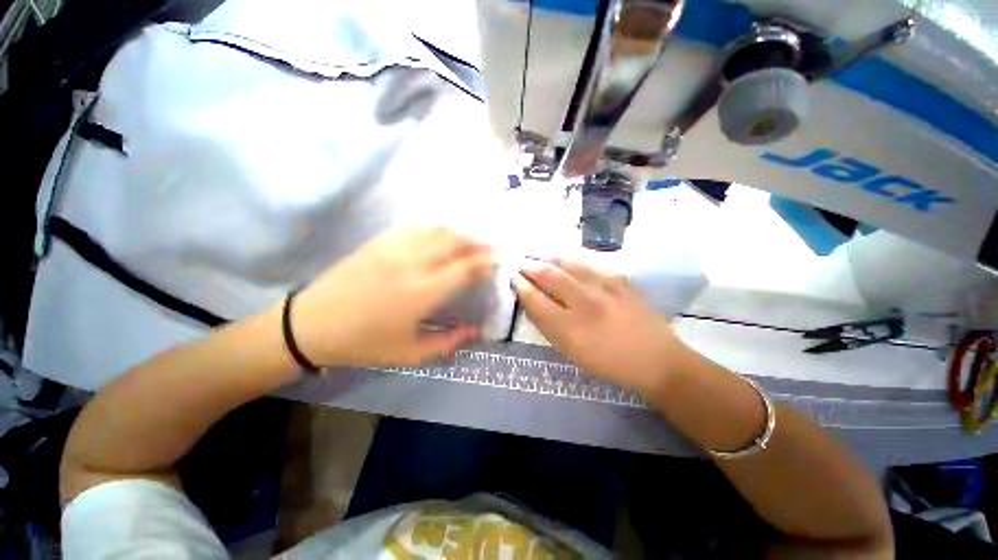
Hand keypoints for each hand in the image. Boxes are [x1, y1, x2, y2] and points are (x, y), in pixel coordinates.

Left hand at [291, 228, 493, 366]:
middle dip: (478, 241)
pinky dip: (435, 228)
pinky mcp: (380, 242)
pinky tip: (441, 233)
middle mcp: (413, 263)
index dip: (485, 262)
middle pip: (454, 242)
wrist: (313, 324)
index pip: (465, 269)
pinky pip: (415, 228)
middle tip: (491, 244)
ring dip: (459, 231)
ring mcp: (394, 249)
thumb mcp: (410, 354)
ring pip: (436, 231)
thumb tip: (477, 331)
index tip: (497, 261)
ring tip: (472, 236)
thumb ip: (449, 342)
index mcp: (423, 292)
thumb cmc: (365, 343)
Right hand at [513, 258, 690, 391]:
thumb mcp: (570, 352)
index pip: (535, 299)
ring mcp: (605, 288)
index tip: (512, 276)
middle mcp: (585, 303)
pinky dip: (573, 260)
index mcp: (570, 328)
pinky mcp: (620, 280)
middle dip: (530, 266)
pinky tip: (567, 259)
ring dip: (549, 259)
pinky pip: (591, 264)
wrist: (655, 360)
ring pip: (569, 264)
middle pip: (549, 275)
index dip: (520, 285)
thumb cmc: (607, 362)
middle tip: (520, 262)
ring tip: (539, 256)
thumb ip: (548, 326)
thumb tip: (531, 301)